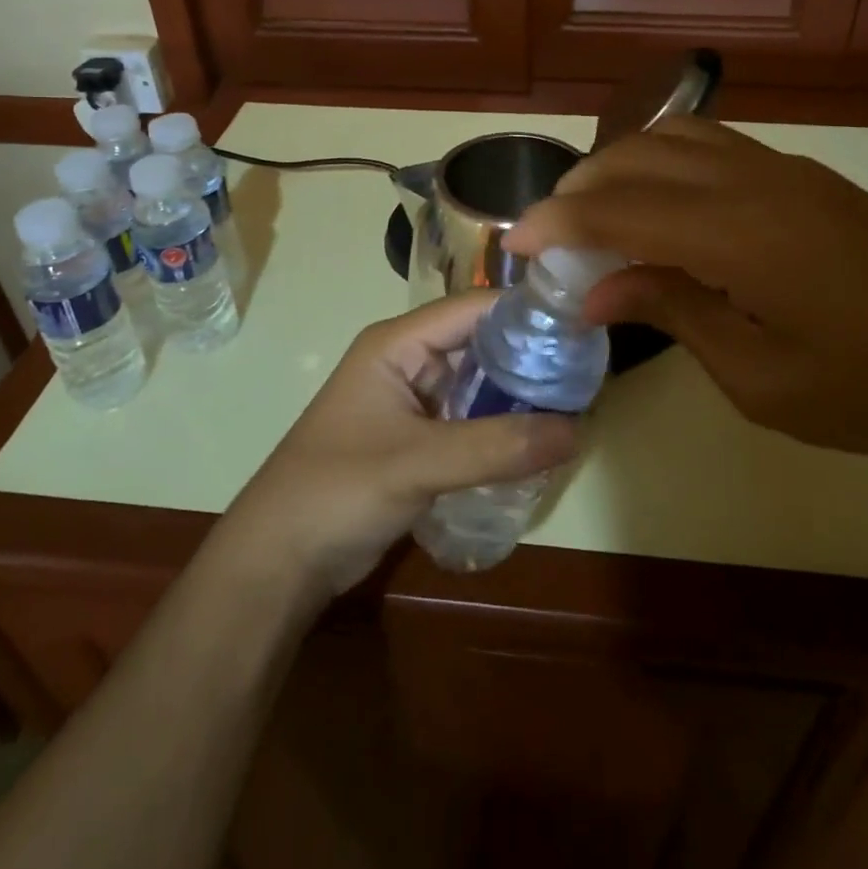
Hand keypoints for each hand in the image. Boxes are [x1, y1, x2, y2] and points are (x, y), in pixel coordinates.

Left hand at [211, 293, 577, 602]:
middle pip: (480, 344)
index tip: (581, 326)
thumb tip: (577, 429)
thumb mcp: (418, 463)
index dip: (525, 312)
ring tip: (577, 405)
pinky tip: (539, 442)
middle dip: (529, 357)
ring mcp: (412, 402)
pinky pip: (469, 421)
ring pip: (477, 385)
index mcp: (398, 343)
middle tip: (589, 373)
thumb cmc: (337, 490)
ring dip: (518, 396)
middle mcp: (408, 361)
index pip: (473, 308)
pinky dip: (501, 428)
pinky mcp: (417, 439)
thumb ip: (496, 446)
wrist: (278, 560)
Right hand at [504, 116, 867, 479]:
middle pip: (638, 155)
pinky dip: (665, 162)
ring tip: (597, 215)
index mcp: (737, 233)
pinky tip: (660, 206)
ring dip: (622, 165)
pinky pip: (714, 147)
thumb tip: (597, 290)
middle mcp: (754, 181)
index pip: (617, 209)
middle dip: (580, 187)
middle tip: (551, 235)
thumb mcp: (761, 376)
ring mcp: (786, 170)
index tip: (513, 243)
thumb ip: (673, 312)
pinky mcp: (808, 178)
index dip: (555, 221)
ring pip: (677, 136)